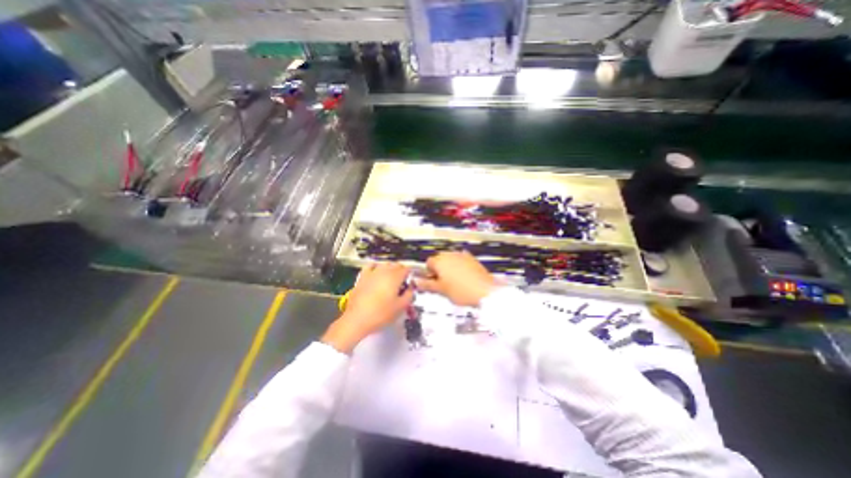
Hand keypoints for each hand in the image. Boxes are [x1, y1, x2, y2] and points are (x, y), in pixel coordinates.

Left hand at [321, 262, 414, 354]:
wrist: (357, 319)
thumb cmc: (382, 314)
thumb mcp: (401, 307)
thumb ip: (409, 294)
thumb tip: (410, 288)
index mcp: (395, 277)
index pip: (407, 269)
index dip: (410, 275)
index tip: (410, 283)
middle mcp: (384, 271)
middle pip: (396, 265)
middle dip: (401, 272)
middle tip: (402, 284)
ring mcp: (372, 272)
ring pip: (385, 264)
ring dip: (390, 269)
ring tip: (390, 279)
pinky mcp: (362, 276)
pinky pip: (371, 266)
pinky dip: (376, 267)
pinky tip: (377, 273)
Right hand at [415, 250, 495, 306]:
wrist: (485, 291)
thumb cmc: (461, 291)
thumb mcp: (441, 290)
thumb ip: (428, 284)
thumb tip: (417, 282)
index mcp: (440, 261)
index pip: (428, 263)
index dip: (429, 273)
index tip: (434, 282)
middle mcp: (450, 254)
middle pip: (439, 259)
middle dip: (439, 269)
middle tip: (443, 283)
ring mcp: (462, 255)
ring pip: (450, 259)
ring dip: (449, 267)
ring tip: (454, 281)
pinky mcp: (472, 258)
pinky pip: (461, 260)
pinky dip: (460, 266)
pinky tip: (464, 277)